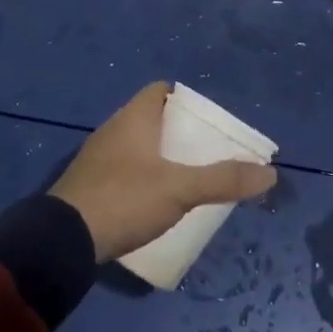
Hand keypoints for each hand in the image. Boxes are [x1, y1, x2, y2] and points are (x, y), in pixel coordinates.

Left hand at [51, 82, 278, 262]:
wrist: (62, 241)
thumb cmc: (124, 199)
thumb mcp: (180, 189)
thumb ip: (224, 180)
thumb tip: (270, 173)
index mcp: (133, 118)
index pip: (160, 90)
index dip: (185, 100)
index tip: (207, 122)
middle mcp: (113, 130)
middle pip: (152, 120)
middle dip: (178, 133)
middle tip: (206, 153)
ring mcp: (97, 159)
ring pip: (137, 147)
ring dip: (160, 158)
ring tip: (188, 179)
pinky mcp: (88, 186)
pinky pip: (123, 171)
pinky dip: (142, 178)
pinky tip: (156, 201)